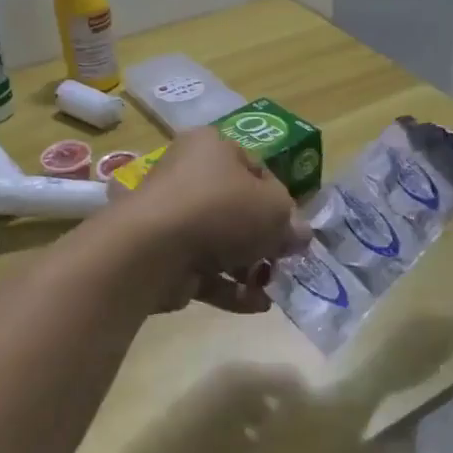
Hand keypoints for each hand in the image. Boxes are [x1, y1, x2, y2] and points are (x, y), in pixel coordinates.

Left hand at [121, 128, 308, 313]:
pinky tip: (256, 304)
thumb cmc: (221, 210)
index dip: (281, 200)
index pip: (256, 170)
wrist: (154, 249)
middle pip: (238, 209)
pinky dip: (231, 287)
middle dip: (265, 240)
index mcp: (212, 148)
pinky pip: (204, 270)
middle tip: (285, 261)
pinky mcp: (164, 255)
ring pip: (222, 243)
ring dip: (250, 268)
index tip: (293, 228)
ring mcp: (173, 218)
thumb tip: (298, 235)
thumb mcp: (275, 209)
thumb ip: (292, 222)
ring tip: (272, 288)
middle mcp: (189, 176)